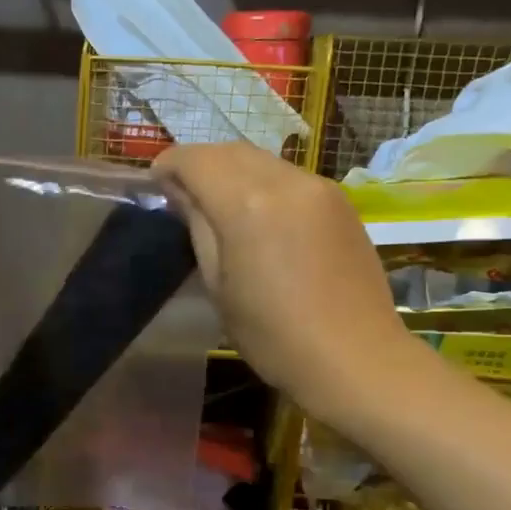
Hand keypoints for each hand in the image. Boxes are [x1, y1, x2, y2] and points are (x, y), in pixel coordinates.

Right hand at [152, 143, 414, 421]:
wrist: (357, 357)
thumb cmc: (274, 335)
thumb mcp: (219, 286)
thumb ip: (197, 227)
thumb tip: (179, 192)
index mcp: (247, 204)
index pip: (196, 160)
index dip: (168, 165)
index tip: (154, 184)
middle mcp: (285, 181)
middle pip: (230, 151)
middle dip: (200, 163)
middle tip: (180, 193)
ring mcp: (318, 187)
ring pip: (262, 160)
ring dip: (232, 170)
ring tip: (217, 203)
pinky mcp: (341, 201)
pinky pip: (290, 177)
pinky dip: (263, 183)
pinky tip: (259, 216)